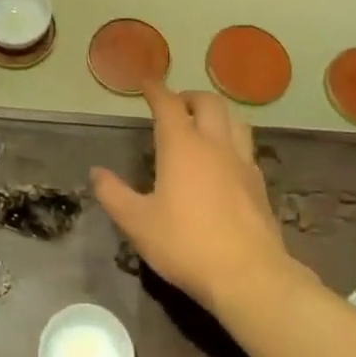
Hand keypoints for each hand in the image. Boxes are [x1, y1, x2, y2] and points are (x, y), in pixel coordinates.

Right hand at [90, 83, 292, 315]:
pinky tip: (224, 160)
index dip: (156, 89)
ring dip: (217, 113)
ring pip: (235, 120)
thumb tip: (96, 173)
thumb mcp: (137, 223)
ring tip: (204, 123)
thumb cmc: (185, 244)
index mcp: (182, 146)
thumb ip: (113, 194)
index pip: (168, 104)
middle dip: (189, 96)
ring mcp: (242, 163)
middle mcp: (214, 145)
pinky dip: (232, 140)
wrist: (249, 275)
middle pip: (208, 103)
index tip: (147, 81)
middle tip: (175, 104)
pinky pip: (246, 147)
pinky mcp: (259, 184)